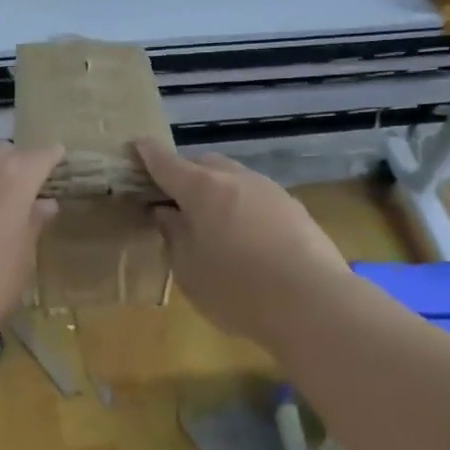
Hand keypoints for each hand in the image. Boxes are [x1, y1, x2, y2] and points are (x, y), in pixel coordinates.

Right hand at [136, 139, 353, 348]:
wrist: (313, 304)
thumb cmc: (236, 290)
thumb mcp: (189, 270)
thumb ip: (174, 235)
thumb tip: (167, 213)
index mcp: (202, 189)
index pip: (166, 163)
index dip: (148, 154)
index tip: (136, 146)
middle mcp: (236, 179)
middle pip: (204, 164)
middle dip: (185, 174)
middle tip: (172, 201)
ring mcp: (270, 190)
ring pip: (234, 179)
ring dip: (216, 191)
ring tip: (210, 222)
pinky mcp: (294, 208)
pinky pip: (256, 197)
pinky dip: (241, 207)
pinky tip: (244, 237)